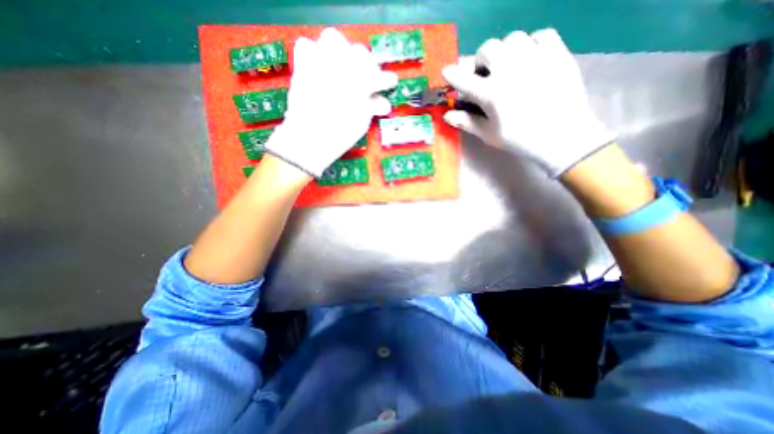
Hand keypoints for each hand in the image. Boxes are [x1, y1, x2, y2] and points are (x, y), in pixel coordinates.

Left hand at [269, 27, 398, 176]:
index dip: (387, 80)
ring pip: (334, 39)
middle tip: (368, 79)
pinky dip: (315, 53)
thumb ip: (372, 107)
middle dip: (367, 65)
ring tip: (345, 67)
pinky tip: (321, 66)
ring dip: (343, 51)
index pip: (379, 75)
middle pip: (360, 52)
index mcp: (359, 84)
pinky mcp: (302, 67)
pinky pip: (306, 45)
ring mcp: (319, 64)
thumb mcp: (361, 123)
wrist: (307, 140)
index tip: (390, 83)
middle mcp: (340, 67)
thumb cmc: (339, 136)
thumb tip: (382, 102)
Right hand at [442, 29, 616, 177]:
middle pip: (487, 49)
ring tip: (508, 66)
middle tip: (484, 74)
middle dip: (480, 61)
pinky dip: (531, 44)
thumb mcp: (489, 134)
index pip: (463, 79)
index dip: (452, 74)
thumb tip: (446, 115)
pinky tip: (530, 60)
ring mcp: (535, 58)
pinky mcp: (557, 53)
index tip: (446, 72)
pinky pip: (540, 35)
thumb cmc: (520, 140)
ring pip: (512, 39)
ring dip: (504, 51)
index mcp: (491, 94)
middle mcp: (509, 70)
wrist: (562, 137)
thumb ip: (467, 122)